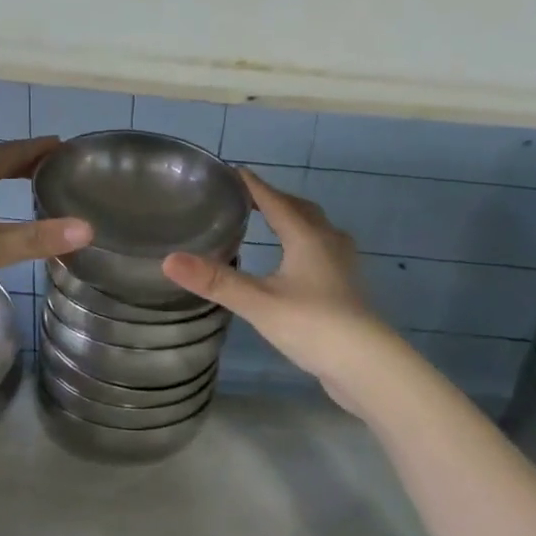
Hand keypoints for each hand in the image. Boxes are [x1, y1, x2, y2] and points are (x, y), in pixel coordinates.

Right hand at [161, 170, 404, 412]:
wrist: (366, 364)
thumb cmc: (312, 325)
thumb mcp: (257, 302)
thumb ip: (215, 281)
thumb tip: (169, 260)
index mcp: (307, 237)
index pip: (275, 201)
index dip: (252, 185)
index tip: (231, 171)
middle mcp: (329, 242)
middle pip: (301, 210)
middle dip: (275, 200)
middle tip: (247, 199)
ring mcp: (342, 266)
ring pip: (316, 230)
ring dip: (294, 221)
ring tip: (271, 225)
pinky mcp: (346, 288)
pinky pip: (322, 252)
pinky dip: (303, 246)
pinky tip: (294, 265)